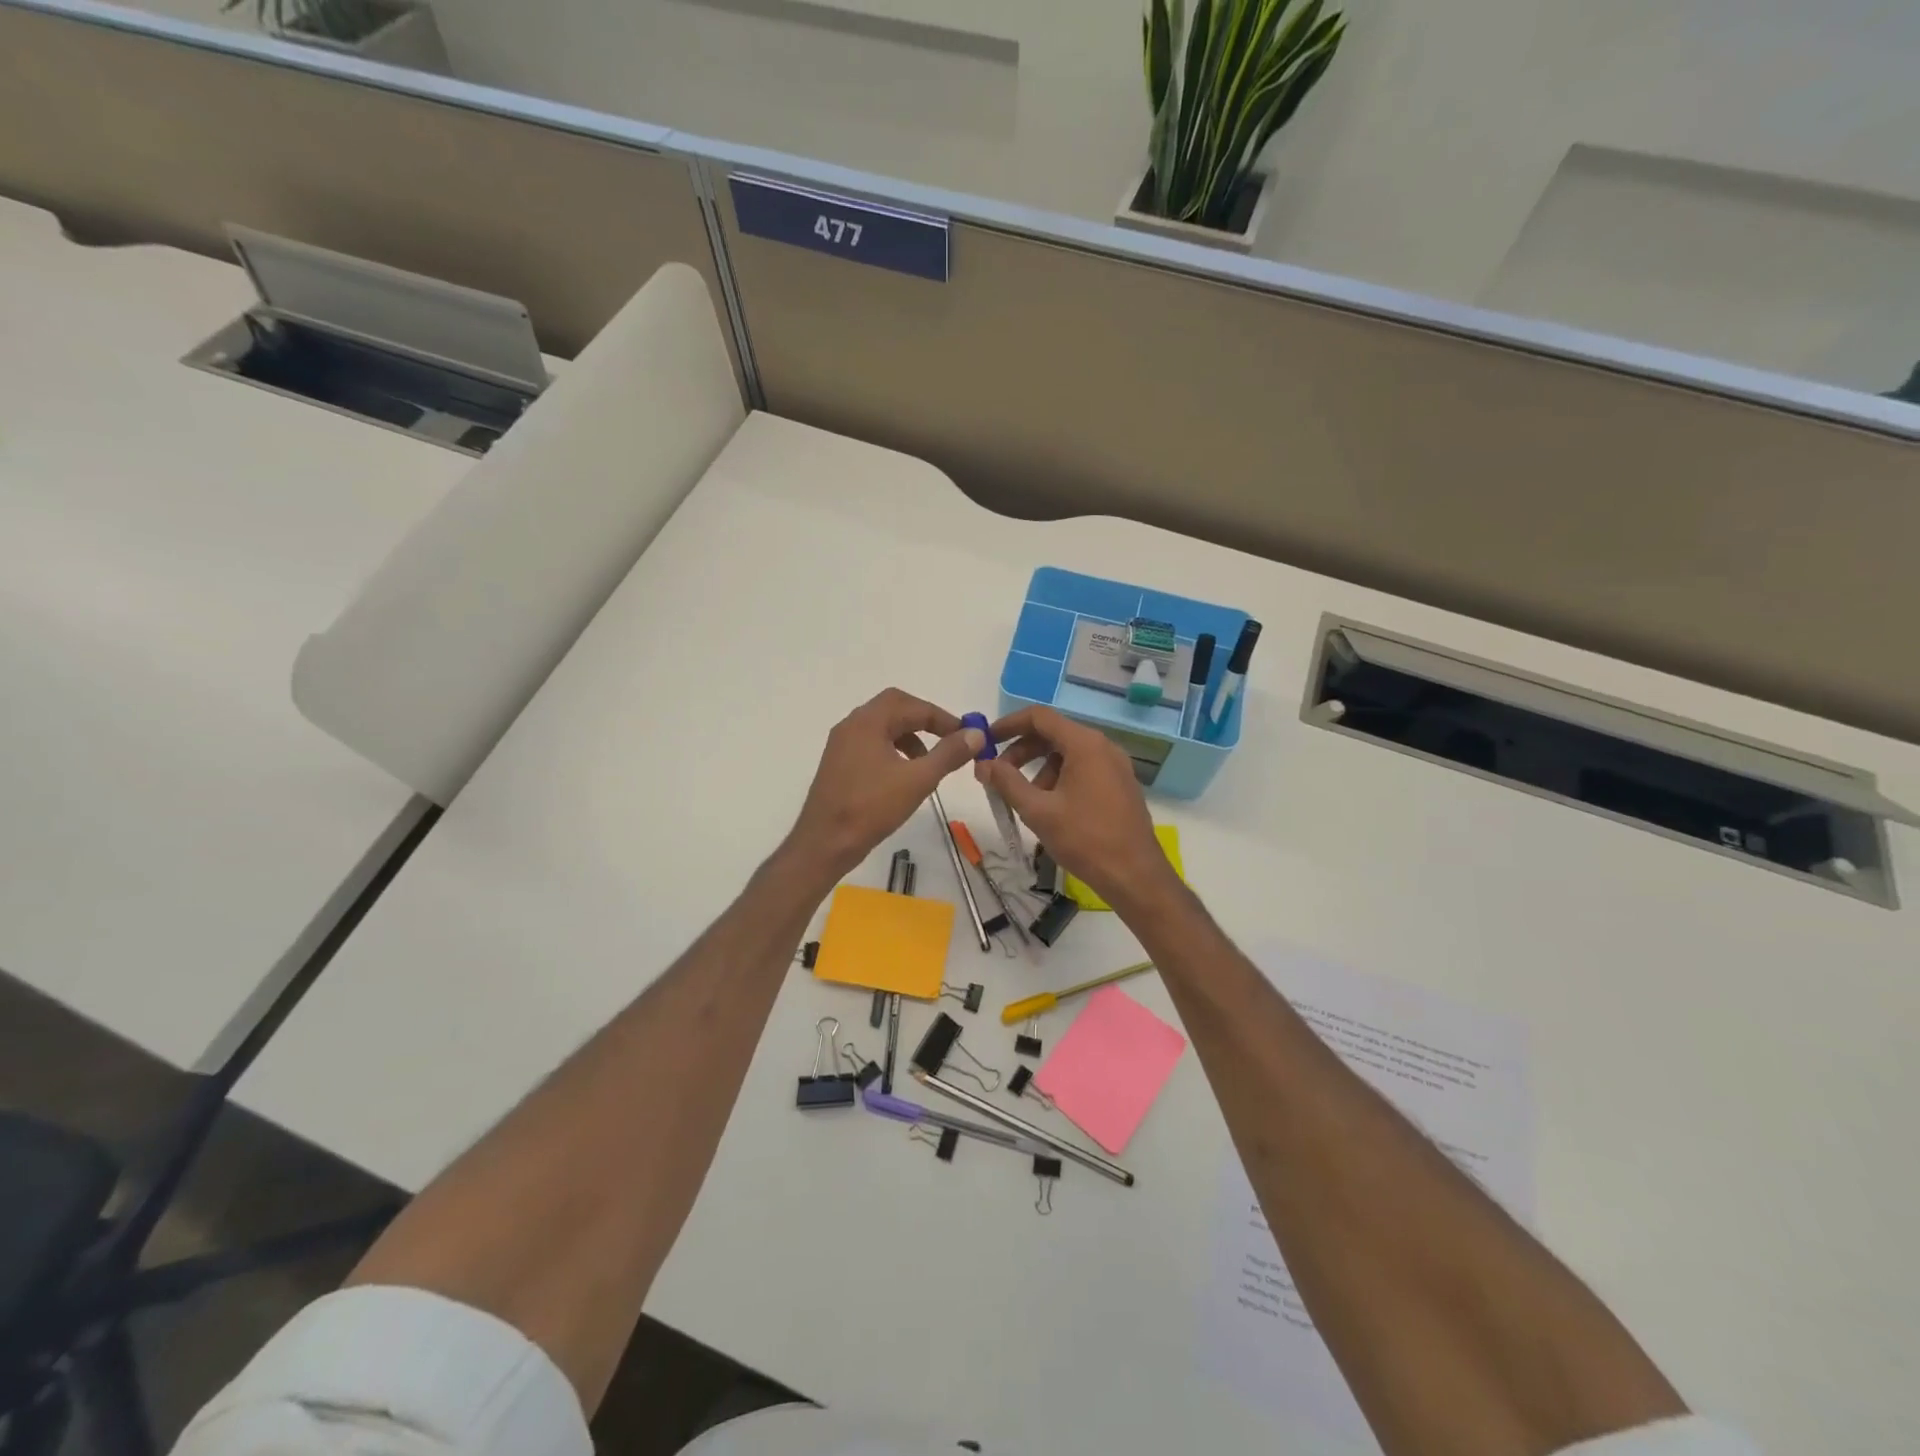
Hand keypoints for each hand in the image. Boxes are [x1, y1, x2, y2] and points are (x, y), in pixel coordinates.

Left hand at [786, 689, 985, 879]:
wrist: (824, 843)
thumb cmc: (871, 808)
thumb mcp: (918, 780)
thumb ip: (949, 753)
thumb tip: (975, 734)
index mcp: (868, 722)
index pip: (912, 705)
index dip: (943, 718)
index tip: (966, 735)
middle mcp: (851, 725)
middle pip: (894, 707)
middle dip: (925, 720)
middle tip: (948, 738)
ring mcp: (841, 744)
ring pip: (882, 726)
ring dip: (909, 735)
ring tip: (929, 761)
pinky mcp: (838, 764)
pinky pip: (871, 743)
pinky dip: (893, 749)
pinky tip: (904, 775)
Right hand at [976, 706, 1178, 913]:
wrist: (1135, 876)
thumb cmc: (1085, 839)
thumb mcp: (1038, 811)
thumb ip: (1006, 782)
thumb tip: (983, 764)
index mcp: (1085, 744)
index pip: (1039, 717)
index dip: (1009, 724)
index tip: (986, 740)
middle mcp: (1103, 746)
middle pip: (1054, 734)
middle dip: (1021, 750)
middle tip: (998, 774)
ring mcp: (1115, 765)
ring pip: (1068, 753)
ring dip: (1040, 767)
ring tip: (1024, 797)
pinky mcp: (1120, 784)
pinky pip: (1084, 768)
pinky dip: (1060, 777)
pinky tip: (1050, 806)